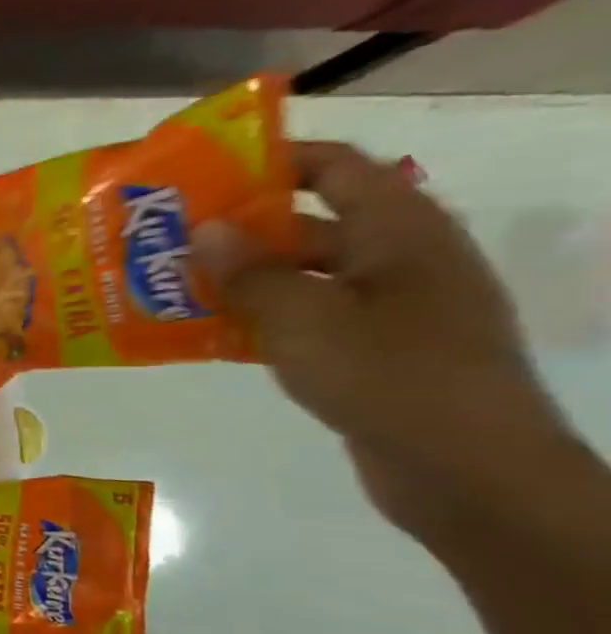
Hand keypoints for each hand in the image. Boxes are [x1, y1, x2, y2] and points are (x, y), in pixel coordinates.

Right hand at [194, 140, 571, 542]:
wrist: (467, 471)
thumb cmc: (388, 375)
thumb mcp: (305, 318)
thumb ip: (250, 272)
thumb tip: (206, 229)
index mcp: (399, 232)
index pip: (335, 169)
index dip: (273, 162)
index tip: (204, 176)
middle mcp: (398, 260)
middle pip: (309, 225)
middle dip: (238, 231)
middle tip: (167, 240)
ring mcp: (389, 310)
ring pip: (300, 278)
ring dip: (240, 281)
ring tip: (171, 287)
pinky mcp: (372, 353)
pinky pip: (305, 320)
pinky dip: (258, 321)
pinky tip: (206, 335)